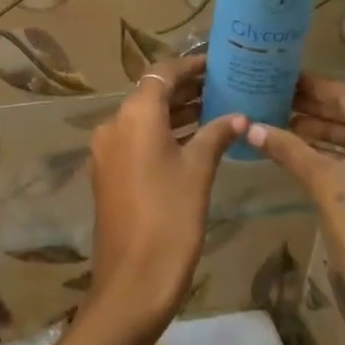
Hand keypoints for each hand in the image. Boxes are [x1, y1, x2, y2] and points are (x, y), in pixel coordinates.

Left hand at [85, 55, 246, 341]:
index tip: (217, 64)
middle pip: (151, 94)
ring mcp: (107, 149)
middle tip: (223, 87)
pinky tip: (193, 141)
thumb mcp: (199, 172)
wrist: (132, 280)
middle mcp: (114, 124)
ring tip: (216, 111)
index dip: (190, 66)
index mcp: (135, 115)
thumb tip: (238, 117)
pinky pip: (136, 139)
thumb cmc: (171, 219)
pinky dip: (162, 134)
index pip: (162, 73)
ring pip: (144, 118)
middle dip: (186, 89)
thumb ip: (216, 136)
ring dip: (175, 113)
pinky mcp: (108, 172)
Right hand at [248, 75, 344, 344]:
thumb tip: (251, 126)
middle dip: (314, 110)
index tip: (279, 77)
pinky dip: (340, 157)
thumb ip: (288, 149)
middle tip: (274, 101)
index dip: (310, 86)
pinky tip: (309, 160)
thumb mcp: (322, 184)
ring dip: (325, 135)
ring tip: (283, 128)